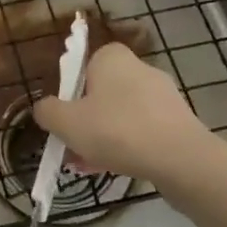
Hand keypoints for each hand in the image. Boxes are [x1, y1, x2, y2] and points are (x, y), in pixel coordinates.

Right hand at [31, 43, 226, 196]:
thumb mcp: (66, 122)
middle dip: (85, 120)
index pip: (82, 65)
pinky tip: (116, 168)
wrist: (182, 160)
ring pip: (120, 115)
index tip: (63, 118)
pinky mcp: (178, 121)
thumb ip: (46, 111)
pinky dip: (127, 145)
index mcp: (112, 57)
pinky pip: (142, 130)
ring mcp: (163, 96)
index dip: (68, 92)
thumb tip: (44, 109)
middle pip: (100, 93)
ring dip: (103, 136)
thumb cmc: (117, 130)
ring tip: (90, 165)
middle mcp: (139, 68)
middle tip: (72, 146)